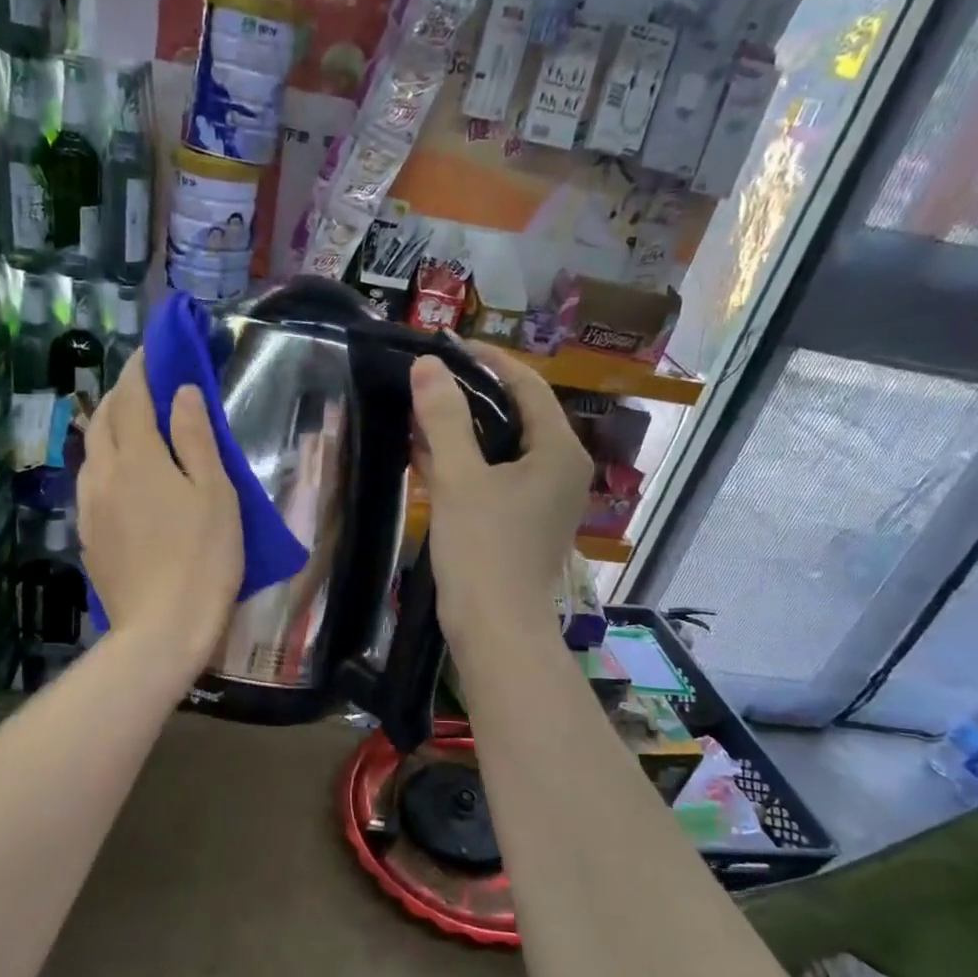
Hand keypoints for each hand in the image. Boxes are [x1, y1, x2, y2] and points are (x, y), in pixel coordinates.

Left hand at [78, 350, 242, 674]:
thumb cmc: (203, 559)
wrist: (161, 628)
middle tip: (146, 386)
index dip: (142, 369)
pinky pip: (90, 481)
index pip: (133, 397)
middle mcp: (103, 473)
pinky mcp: (87, 535)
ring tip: (132, 426)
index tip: (154, 352)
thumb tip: (181, 392)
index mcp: (137, 457)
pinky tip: (121, 476)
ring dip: (109, 427)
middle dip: (122, 394)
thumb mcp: (215, 494)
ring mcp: (89, 506)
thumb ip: (195, 438)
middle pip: (104, 418)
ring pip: (92, 450)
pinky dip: (105, 461)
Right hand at [411, 343, 592, 645]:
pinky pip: (493, 476)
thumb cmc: (483, 550)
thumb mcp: (460, 478)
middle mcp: (559, 468)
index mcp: (558, 449)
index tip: (444, 346)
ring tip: (418, 409)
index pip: (526, 384)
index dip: (486, 360)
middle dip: (470, 394)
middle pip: (515, 413)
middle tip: (426, 377)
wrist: (496, 630)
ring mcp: (541, 498)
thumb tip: (429, 364)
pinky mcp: (520, 521)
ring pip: (501, 447)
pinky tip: (425, 453)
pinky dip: (464, 462)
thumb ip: (444, 418)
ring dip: (462, 429)